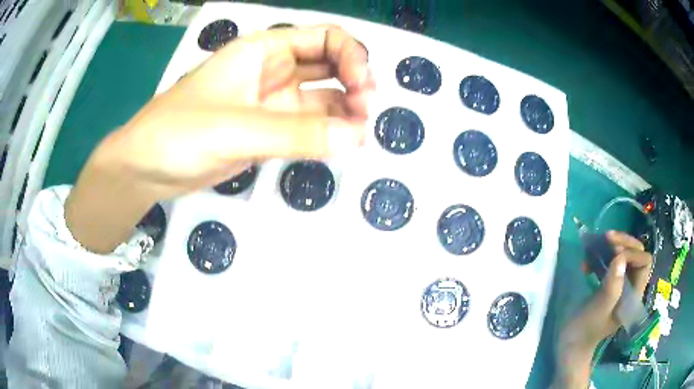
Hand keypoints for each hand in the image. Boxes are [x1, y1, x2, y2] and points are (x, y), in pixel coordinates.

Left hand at [65, 25, 373, 252]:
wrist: (145, 169)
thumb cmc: (178, 133)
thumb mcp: (236, 128)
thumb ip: (297, 133)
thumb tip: (357, 138)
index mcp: (263, 51)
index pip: (324, 39)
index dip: (352, 57)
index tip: (364, 89)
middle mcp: (272, 71)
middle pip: (330, 65)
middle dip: (354, 83)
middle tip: (366, 113)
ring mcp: (271, 103)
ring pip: (322, 98)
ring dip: (344, 112)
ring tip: (359, 135)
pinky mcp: (266, 132)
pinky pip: (307, 126)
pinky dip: (327, 133)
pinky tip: (340, 145)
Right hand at [552, 231, 652, 387]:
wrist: (571, 344)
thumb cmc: (585, 330)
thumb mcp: (598, 311)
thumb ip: (612, 287)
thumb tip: (620, 258)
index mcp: (634, 295)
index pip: (644, 263)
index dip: (633, 254)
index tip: (614, 254)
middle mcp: (631, 286)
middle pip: (637, 253)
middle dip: (624, 242)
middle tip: (606, 238)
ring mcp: (621, 284)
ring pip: (626, 254)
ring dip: (613, 244)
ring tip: (598, 242)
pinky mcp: (610, 283)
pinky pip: (612, 261)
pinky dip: (603, 255)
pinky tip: (589, 259)